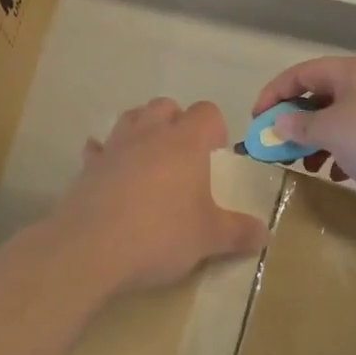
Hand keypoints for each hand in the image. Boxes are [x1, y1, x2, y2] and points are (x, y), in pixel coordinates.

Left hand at [51, 98, 266, 296]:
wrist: (91, 247)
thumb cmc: (160, 234)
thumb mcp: (209, 238)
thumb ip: (239, 232)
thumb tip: (266, 234)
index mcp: (186, 141)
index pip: (207, 112)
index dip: (215, 130)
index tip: (216, 157)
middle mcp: (150, 133)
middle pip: (166, 106)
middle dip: (177, 122)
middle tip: (184, 158)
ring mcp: (116, 145)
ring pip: (131, 117)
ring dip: (142, 129)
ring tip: (150, 159)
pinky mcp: (89, 165)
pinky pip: (98, 148)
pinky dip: (106, 154)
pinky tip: (110, 172)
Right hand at [251, 56, 355, 196]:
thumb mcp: (332, 131)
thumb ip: (300, 126)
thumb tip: (280, 122)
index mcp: (349, 70)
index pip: (300, 74)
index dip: (274, 94)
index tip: (257, 120)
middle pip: (321, 95)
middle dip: (298, 122)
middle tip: (281, 146)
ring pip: (342, 117)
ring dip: (320, 139)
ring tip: (308, 166)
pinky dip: (345, 149)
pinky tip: (340, 173)